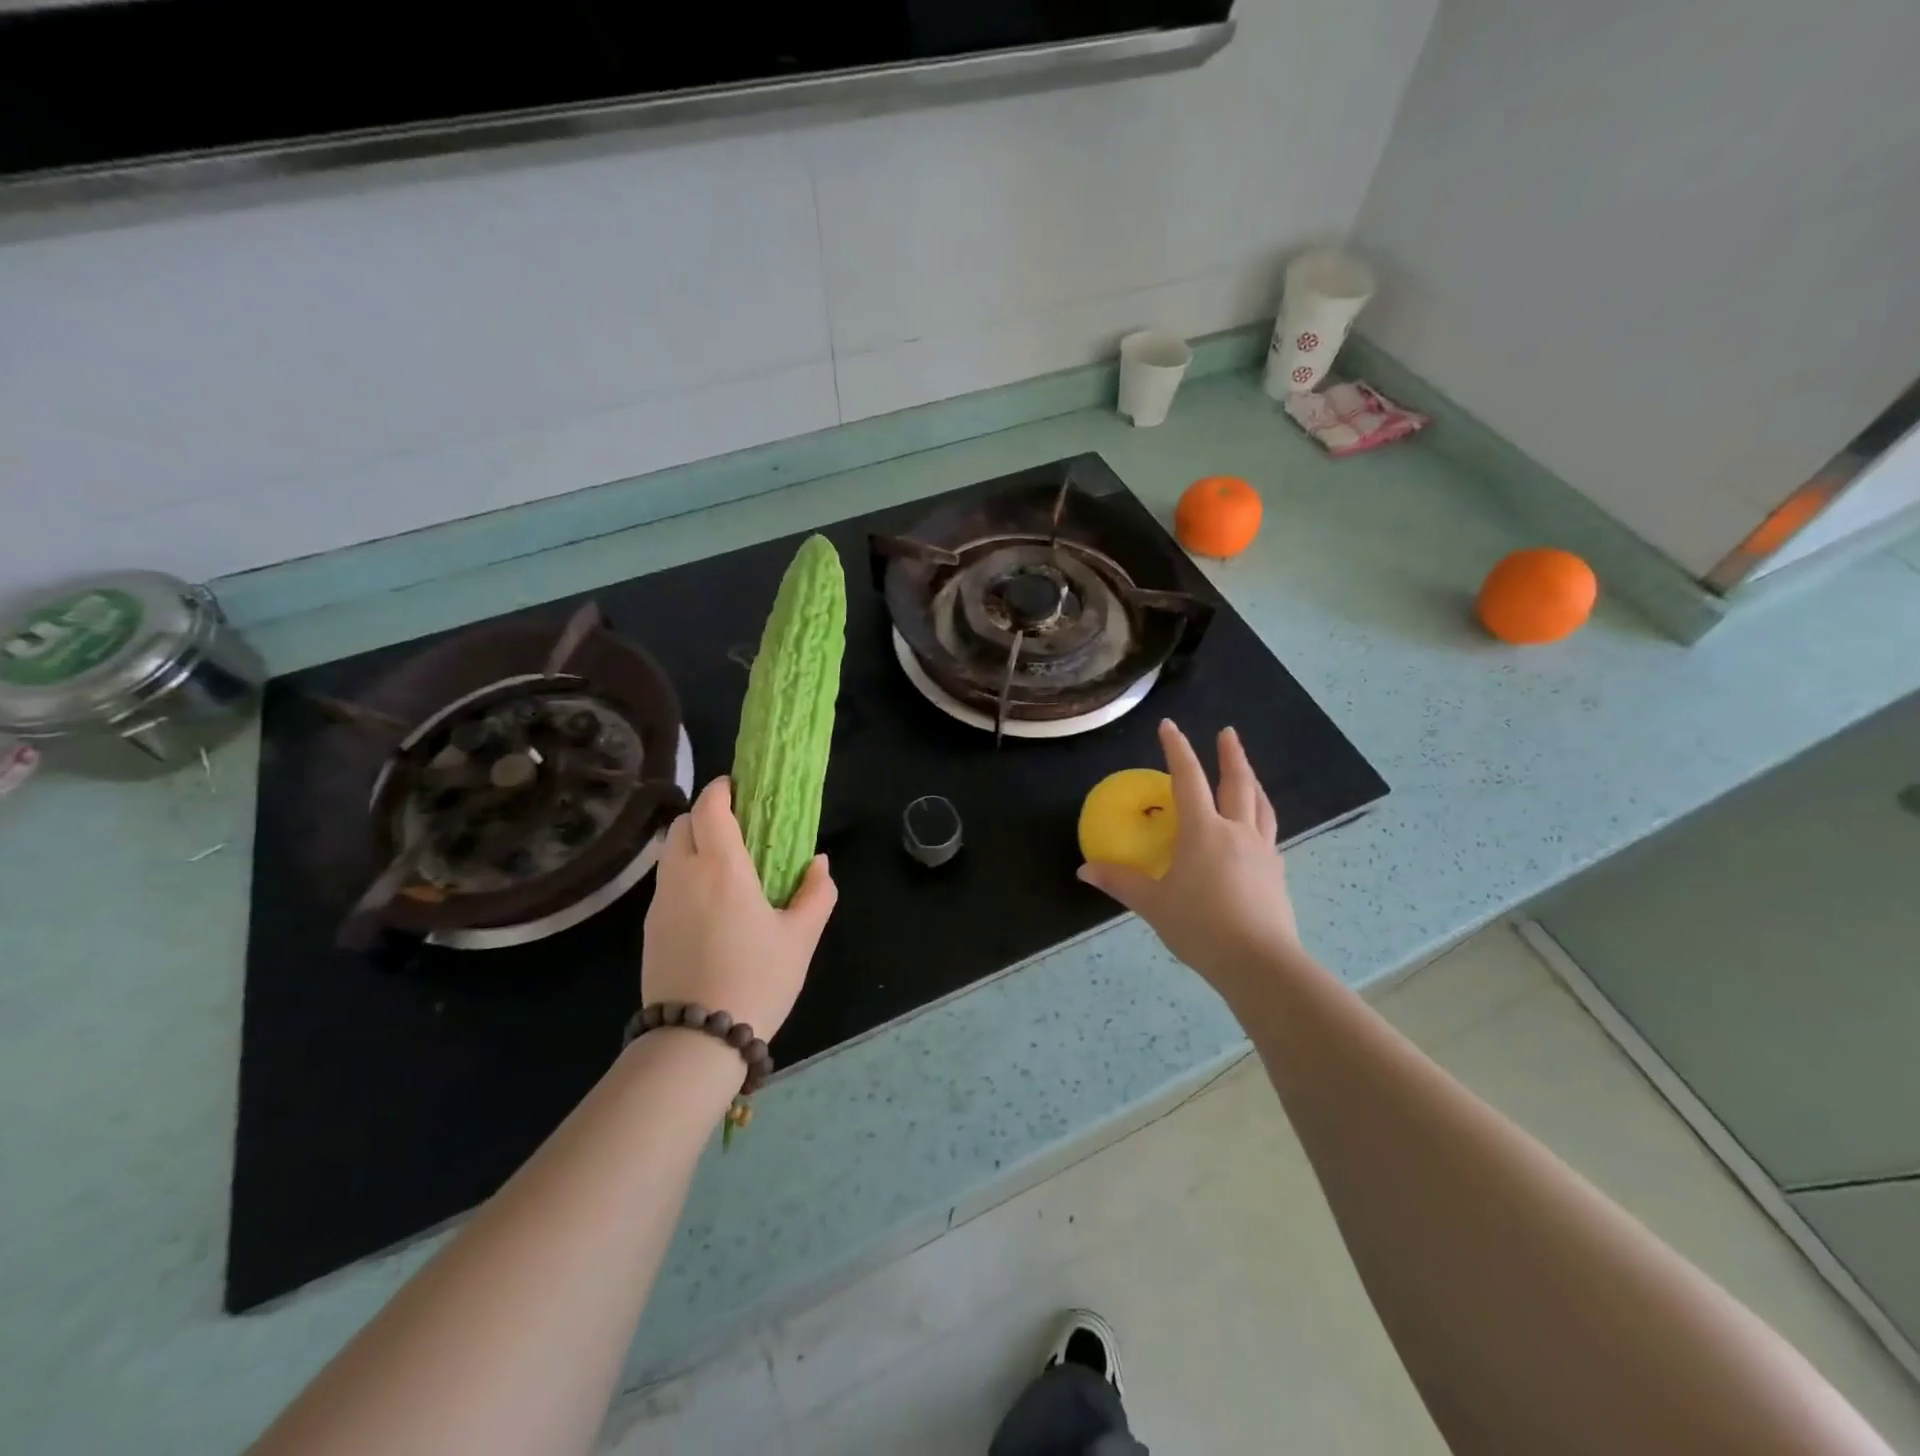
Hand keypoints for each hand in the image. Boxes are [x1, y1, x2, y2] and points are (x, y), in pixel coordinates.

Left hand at [640, 777, 836, 1038]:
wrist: (696, 1040)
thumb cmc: (757, 980)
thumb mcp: (801, 938)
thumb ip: (816, 893)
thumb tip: (818, 864)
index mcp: (722, 868)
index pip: (710, 807)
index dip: (722, 789)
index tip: (741, 788)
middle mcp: (684, 875)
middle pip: (683, 823)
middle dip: (707, 815)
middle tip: (738, 829)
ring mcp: (661, 902)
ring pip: (670, 852)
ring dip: (693, 844)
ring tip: (725, 867)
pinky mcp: (650, 928)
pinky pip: (666, 883)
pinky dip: (685, 874)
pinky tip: (710, 905)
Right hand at [1078, 720, 1302, 1000]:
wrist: (1260, 962)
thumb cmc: (1200, 927)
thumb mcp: (1153, 905)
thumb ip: (1121, 882)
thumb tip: (1085, 870)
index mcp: (1203, 832)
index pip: (1188, 779)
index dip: (1177, 750)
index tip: (1170, 725)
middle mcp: (1236, 832)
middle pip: (1237, 783)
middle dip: (1231, 754)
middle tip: (1228, 732)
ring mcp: (1262, 851)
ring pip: (1260, 805)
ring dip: (1252, 781)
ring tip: (1247, 771)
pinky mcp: (1276, 873)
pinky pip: (1268, 832)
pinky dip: (1260, 817)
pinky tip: (1256, 828)